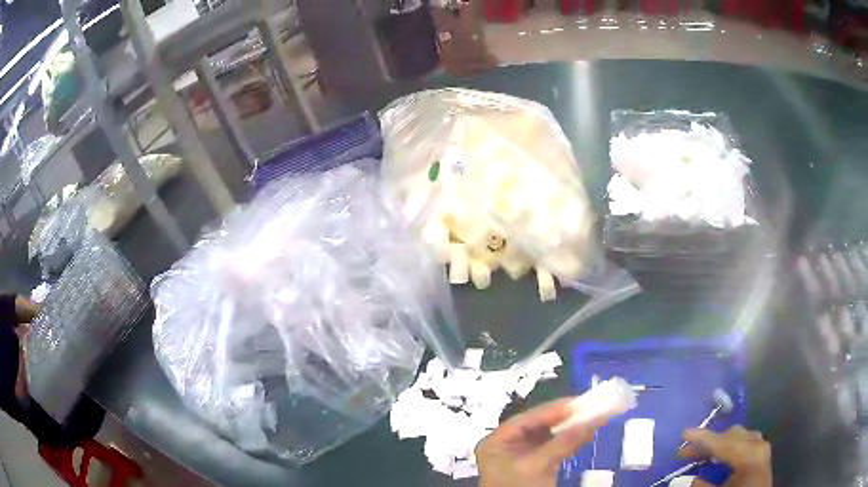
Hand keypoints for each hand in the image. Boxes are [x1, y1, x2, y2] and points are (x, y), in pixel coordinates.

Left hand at [476, 398, 604, 486]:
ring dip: (569, 428)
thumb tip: (593, 421)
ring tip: (591, 416)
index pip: (524, 419)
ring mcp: (521, 455)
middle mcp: (507, 445)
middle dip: (563, 418)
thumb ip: (563, 443)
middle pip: (537, 425)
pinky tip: (586, 434)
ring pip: (548, 435)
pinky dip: (569, 440)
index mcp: (496, 442)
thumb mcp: (537, 466)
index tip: (576, 403)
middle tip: (588, 407)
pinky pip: (553, 446)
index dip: (551, 410)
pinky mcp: (535, 464)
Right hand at [679, 426, 772, 486]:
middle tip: (687, 451)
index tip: (684, 433)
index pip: (722, 442)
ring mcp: (763, 447)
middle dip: (709, 442)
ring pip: (740, 436)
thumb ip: (705, 486)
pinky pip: (746, 442)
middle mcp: (757, 445)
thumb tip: (690, 478)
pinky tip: (722, 456)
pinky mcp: (763, 454)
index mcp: (748, 455)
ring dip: (720, 443)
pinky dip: (732, 446)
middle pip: (731, 435)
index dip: (702, 437)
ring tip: (703, 453)